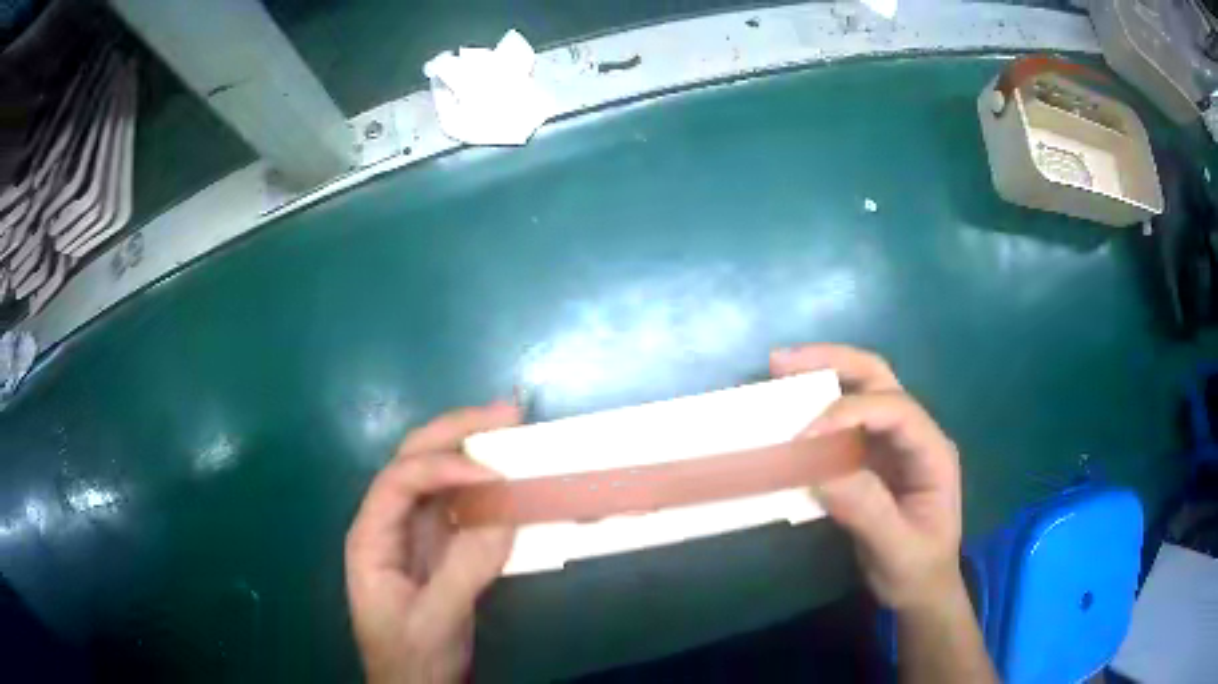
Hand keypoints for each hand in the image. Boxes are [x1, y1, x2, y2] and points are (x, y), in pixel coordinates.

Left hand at [345, 402, 519, 683]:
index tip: (495, 473)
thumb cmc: (411, 656)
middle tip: (508, 413)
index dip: (445, 467)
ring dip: (473, 448)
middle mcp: (388, 522)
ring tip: (513, 430)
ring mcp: (414, 532)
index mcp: (372, 536)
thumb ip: (466, 569)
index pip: (401, 480)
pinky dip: (486, 486)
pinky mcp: (439, 546)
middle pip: (414, 460)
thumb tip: (506, 515)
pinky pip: (461, 505)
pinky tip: (509, 479)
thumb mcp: (435, 620)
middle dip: (457, 431)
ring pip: (438, 475)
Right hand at [771, 345, 962, 611]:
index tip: (802, 437)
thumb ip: (866, 510)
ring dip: (822, 375)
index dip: (848, 413)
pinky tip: (790, 411)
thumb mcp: (896, 549)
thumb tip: (818, 470)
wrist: (922, 589)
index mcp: (932, 452)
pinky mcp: (871, 457)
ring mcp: (893, 444)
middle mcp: (915, 435)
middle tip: (782, 362)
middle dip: (833, 363)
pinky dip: (815, 410)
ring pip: (862, 390)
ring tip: (779, 370)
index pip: (895, 410)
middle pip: (879, 379)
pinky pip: (843, 423)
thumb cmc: (917, 571)